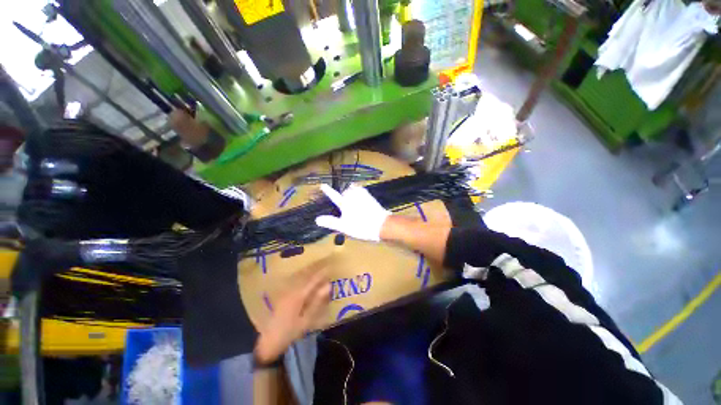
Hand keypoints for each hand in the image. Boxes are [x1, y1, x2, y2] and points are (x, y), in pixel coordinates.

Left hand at [254, 261, 330, 363]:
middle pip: (305, 275)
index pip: (313, 279)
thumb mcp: (305, 321)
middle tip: (325, 263)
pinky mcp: (282, 295)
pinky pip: (295, 281)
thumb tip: (328, 286)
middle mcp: (292, 289)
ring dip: (309, 271)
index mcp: (299, 295)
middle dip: (316, 269)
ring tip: (317, 267)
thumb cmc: (289, 333)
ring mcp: (286, 292)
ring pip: (299, 277)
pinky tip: (305, 277)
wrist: (266, 343)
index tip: (331, 266)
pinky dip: (302, 277)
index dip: (322, 272)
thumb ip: (317, 302)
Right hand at [315, 184, 390, 241]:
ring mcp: (363, 195)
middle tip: (344, 204)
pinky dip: (358, 191)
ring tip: (352, 198)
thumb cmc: (361, 227)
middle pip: (345, 192)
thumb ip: (331, 222)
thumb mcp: (344, 227)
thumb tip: (317, 219)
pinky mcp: (370, 196)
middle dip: (343, 195)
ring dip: (351, 192)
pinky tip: (360, 196)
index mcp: (345, 204)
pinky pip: (361, 190)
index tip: (322, 185)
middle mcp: (353, 196)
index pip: (334, 196)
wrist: (381, 225)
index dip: (328, 191)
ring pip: (353, 189)